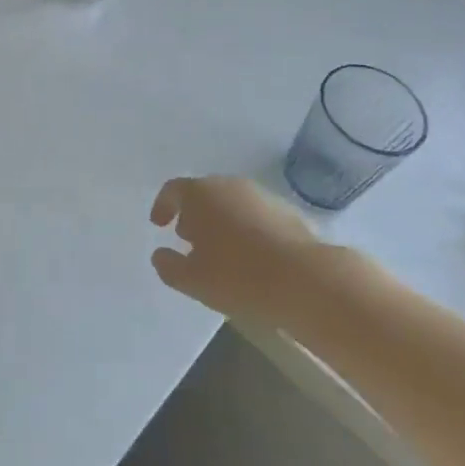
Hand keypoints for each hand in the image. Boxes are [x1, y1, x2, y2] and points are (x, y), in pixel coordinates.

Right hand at [150, 177, 320, 323]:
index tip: (159, 225)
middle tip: (187, 238)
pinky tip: (249, 256)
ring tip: (219, 251)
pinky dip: (245, 228)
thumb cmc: (238, 276)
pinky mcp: (287, 211)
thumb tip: (160, 255)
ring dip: (220, 221)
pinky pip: (254, 215)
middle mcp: (230, 185)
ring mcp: (261, 195)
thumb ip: (169, 266)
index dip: (163, 206)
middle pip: (204, 193)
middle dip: (193, 214)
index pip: (173, 190)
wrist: (305, 279)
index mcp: (201, 194)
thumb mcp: (192, 280)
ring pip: (231, 202)